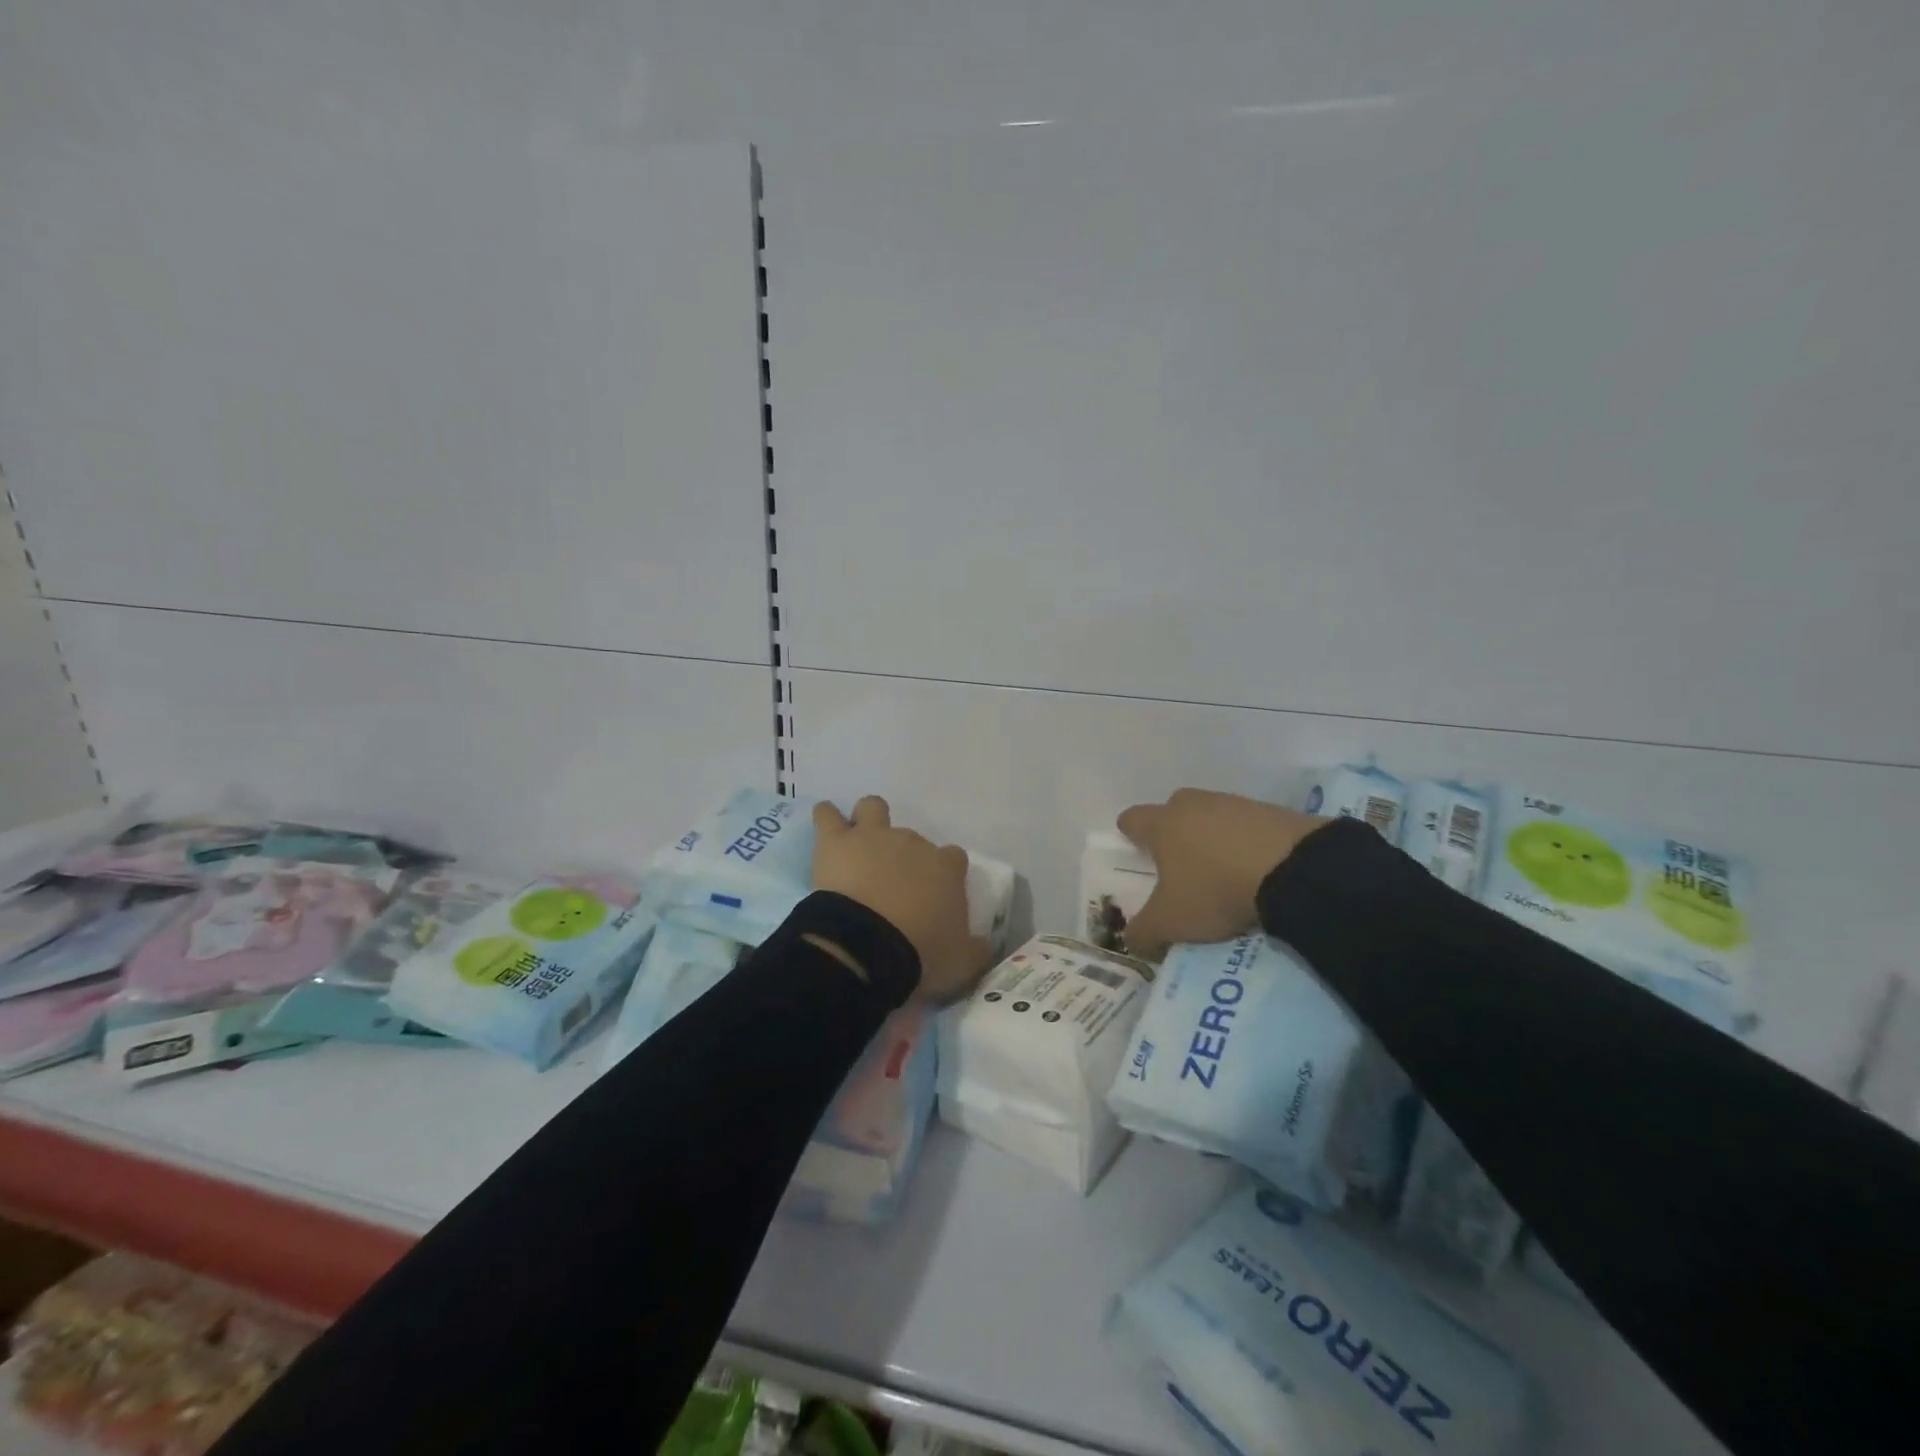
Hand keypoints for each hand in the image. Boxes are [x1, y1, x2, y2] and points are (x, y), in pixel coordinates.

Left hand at [811, 796, 994, 1001]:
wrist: (867, 948)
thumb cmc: (920, 953)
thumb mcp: (961, 962)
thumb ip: (976, 949)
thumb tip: (984, 946)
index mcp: (946, 868)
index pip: (953, 859)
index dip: (944, 874)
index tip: (935, 897)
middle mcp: (913, 842)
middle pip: (913, 839)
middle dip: (905, 859)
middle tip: (893, 889)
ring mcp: (873, 836)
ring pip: (873, 808)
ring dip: (868, 821)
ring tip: (859, 843)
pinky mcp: (837, 842)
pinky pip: (827, 815)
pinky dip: (826, 817)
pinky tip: (825, 824)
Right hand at [1116, 788, 1324, 957]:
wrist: (1293, 870)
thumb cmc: (1215, 890)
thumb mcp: (1171, 923)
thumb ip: (1143, 932)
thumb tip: (1131, 939)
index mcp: (1162, 824)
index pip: (1132, 819)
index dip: (1130, 834)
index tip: (1136, 852)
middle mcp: (1193, 805)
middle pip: (1173, 810)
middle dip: (1173, 832)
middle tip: (1180, 865)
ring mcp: (1234, 804)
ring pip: (1211, 816)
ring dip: (1212, 837)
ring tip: (1223, 871)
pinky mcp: (1272, 811)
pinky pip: (1248, 825)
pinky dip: (1246, 842)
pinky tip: (1256, 868)